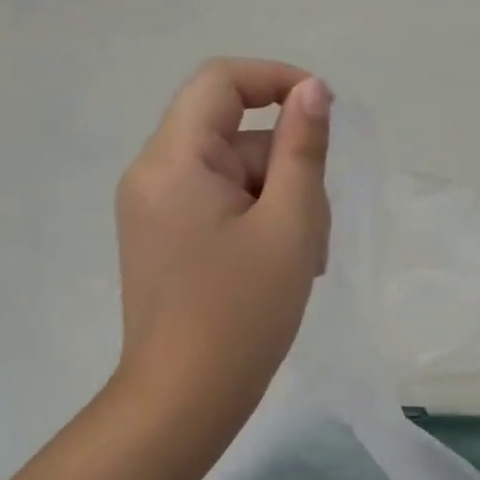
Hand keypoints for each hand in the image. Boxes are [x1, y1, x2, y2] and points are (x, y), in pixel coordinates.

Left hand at [110, 58, 331, 457]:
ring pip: (236, 175)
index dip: (277, 80)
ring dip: (280, 203)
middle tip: (313, 228)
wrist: (185, 400)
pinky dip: (259, 223)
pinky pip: (222, 205)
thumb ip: (303, 149)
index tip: (325, 112)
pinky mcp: (167, 238)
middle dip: (287, 169)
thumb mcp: (289, 223)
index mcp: (174, 161)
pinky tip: (278, 268)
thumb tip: (312, 90)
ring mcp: (157, 210)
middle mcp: (154, 174)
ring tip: (300, 261)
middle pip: (236, 136)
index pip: (221, 81)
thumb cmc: (243, 311)